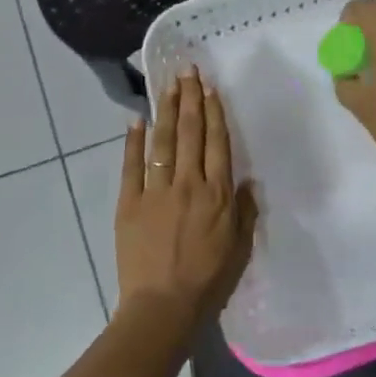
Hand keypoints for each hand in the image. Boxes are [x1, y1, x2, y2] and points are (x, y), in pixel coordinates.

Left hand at [115, 66, 257, 327]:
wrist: (163, 305)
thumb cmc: (208, 281)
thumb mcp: (240, 248)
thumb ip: (244, 211)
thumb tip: (246, 181)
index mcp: (218, 194)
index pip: (217, 143)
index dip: (214, 112)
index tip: (210, 87)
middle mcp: (188, 183)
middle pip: (190, 133)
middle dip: (190, 99)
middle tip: (187, 71)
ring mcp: (156, 190)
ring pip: (162, 141)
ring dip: (166, 110)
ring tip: (168, 85)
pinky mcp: (129, 202)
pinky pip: (132, 165)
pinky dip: (133, 141)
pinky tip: (135, 119)